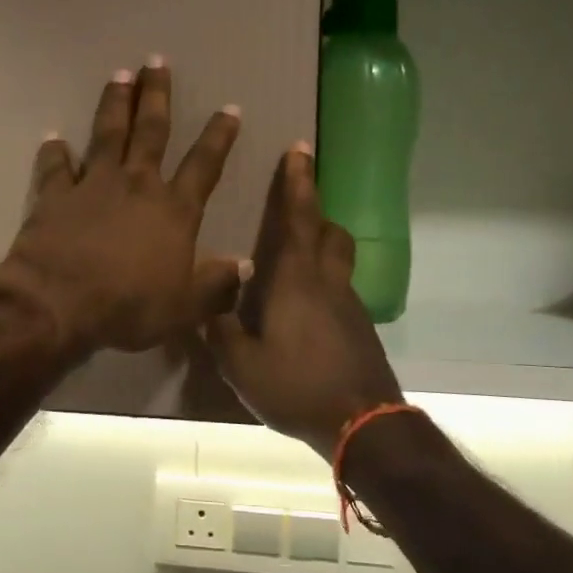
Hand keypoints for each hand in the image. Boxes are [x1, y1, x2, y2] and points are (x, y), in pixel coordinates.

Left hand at [0, 60, 247, 353]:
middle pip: (151, 131)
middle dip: (157, 95)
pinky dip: (55, 152)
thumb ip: (216, 285)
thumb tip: (244, 265)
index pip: (204, 165)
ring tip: (120, 75)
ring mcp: (93, 185)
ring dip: (115, 104)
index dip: (219, 136)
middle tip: (157, 61)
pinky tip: (53, 138)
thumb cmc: (128, 307)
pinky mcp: (55, 195)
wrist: (59, 303)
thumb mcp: (185, 307)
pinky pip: (55, 167)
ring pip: (107, 133)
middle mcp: (137, 185)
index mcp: (173, 210)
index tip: (229, 109)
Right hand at [206, 145, 403, 458]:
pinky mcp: (360, 329)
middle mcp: (327, 283)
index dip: (298, 182)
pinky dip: (324, 287)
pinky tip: (303, 315)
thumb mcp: (241, 365)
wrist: (362, 423)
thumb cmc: (296, 386)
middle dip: (315, 213)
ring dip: (321, 250)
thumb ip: (221, 331)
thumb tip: (210, 308)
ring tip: (293, 266)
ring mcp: (349, 306)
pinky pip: (340, 292)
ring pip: (338, 262)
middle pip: (329, 233)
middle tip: (295, 211)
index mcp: (296, 280)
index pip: (299, 218)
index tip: (299, 149)